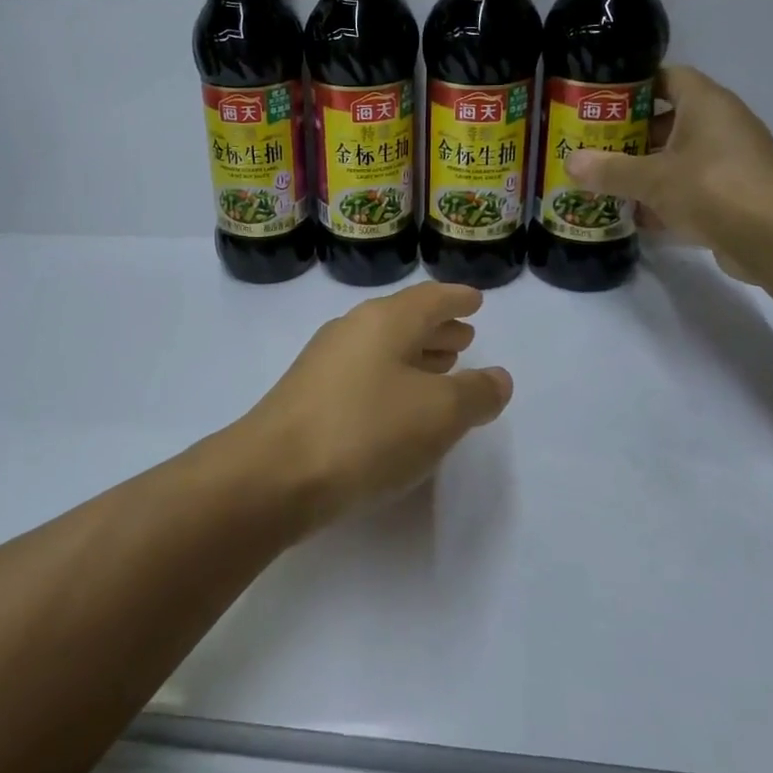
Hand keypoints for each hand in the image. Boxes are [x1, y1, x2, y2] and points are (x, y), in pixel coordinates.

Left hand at [238, 282, 512, 530]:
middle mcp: (352, 330)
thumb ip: (475, 392)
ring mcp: (325, 362)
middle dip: (438, 328)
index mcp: (384, 320)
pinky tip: (401, 405)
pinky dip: (392, 379)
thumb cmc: (366, 431)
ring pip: (383, 348)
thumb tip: (497, 378)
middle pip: (404, 320)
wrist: (275, 474)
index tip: (476, 300)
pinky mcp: (310, 395)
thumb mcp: (439, 413)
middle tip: (467, 336)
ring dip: (416, 355)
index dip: (457, 299)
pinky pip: (365, 373)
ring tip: (444, 367)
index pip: (430, 298)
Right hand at [565, 65, 772, 281]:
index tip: (600, 102)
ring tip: (605, 180)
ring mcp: (731, 161)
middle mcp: (722, 125)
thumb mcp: (651, 178)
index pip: (668, 76)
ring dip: (645, 169)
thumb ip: (609, 170)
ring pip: (678, 157)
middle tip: (593, 145)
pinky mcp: (734, 195)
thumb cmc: (712, 188)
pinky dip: (664, 199)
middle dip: (631, 134)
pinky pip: (691, 188)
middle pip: (669, 119)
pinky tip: (634, 215)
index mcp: (706, 104)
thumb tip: (570, 162)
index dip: (634, 85)